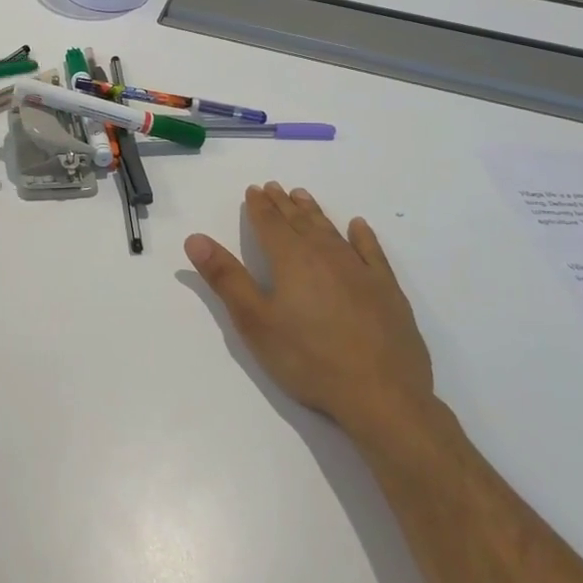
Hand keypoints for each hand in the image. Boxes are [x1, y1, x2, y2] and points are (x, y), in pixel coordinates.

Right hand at [186, 182, 435, 450]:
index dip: (259, 206)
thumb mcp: (254, 322)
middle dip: (284, 204)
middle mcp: (326, 255)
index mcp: (291, 261)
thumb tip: (195, 238)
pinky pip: (372, 252)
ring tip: (303, 196)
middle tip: (274, 186)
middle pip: (300, 222)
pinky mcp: (387, 290)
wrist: (382, 395)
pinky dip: (362, 236)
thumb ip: (226, 278)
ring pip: (332, 231)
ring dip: (315, 213)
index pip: (270, 224)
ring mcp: (360, 271)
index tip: (253, 189)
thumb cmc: (308, 359)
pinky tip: (358, 226)